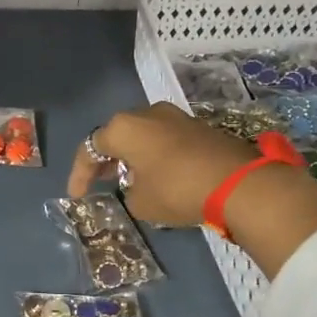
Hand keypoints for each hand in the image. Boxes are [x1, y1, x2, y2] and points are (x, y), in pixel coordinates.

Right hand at [67, 102, 257, 225]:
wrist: (238, 183)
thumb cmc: (176, 190)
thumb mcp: (140, 203)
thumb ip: (128, 192)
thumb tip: (137, 186)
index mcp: (124, 128)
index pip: (90, 148)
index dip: (80, 174)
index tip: (78, 196)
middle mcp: (146, 113)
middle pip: (117, 135)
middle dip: (107, 160)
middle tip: (101, 182)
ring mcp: (175, 116)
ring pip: (142, 135)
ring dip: (133, 156)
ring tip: (129, 180)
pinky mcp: (198, 126)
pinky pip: (164, 139)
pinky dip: (155, 155)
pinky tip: (157, 175)